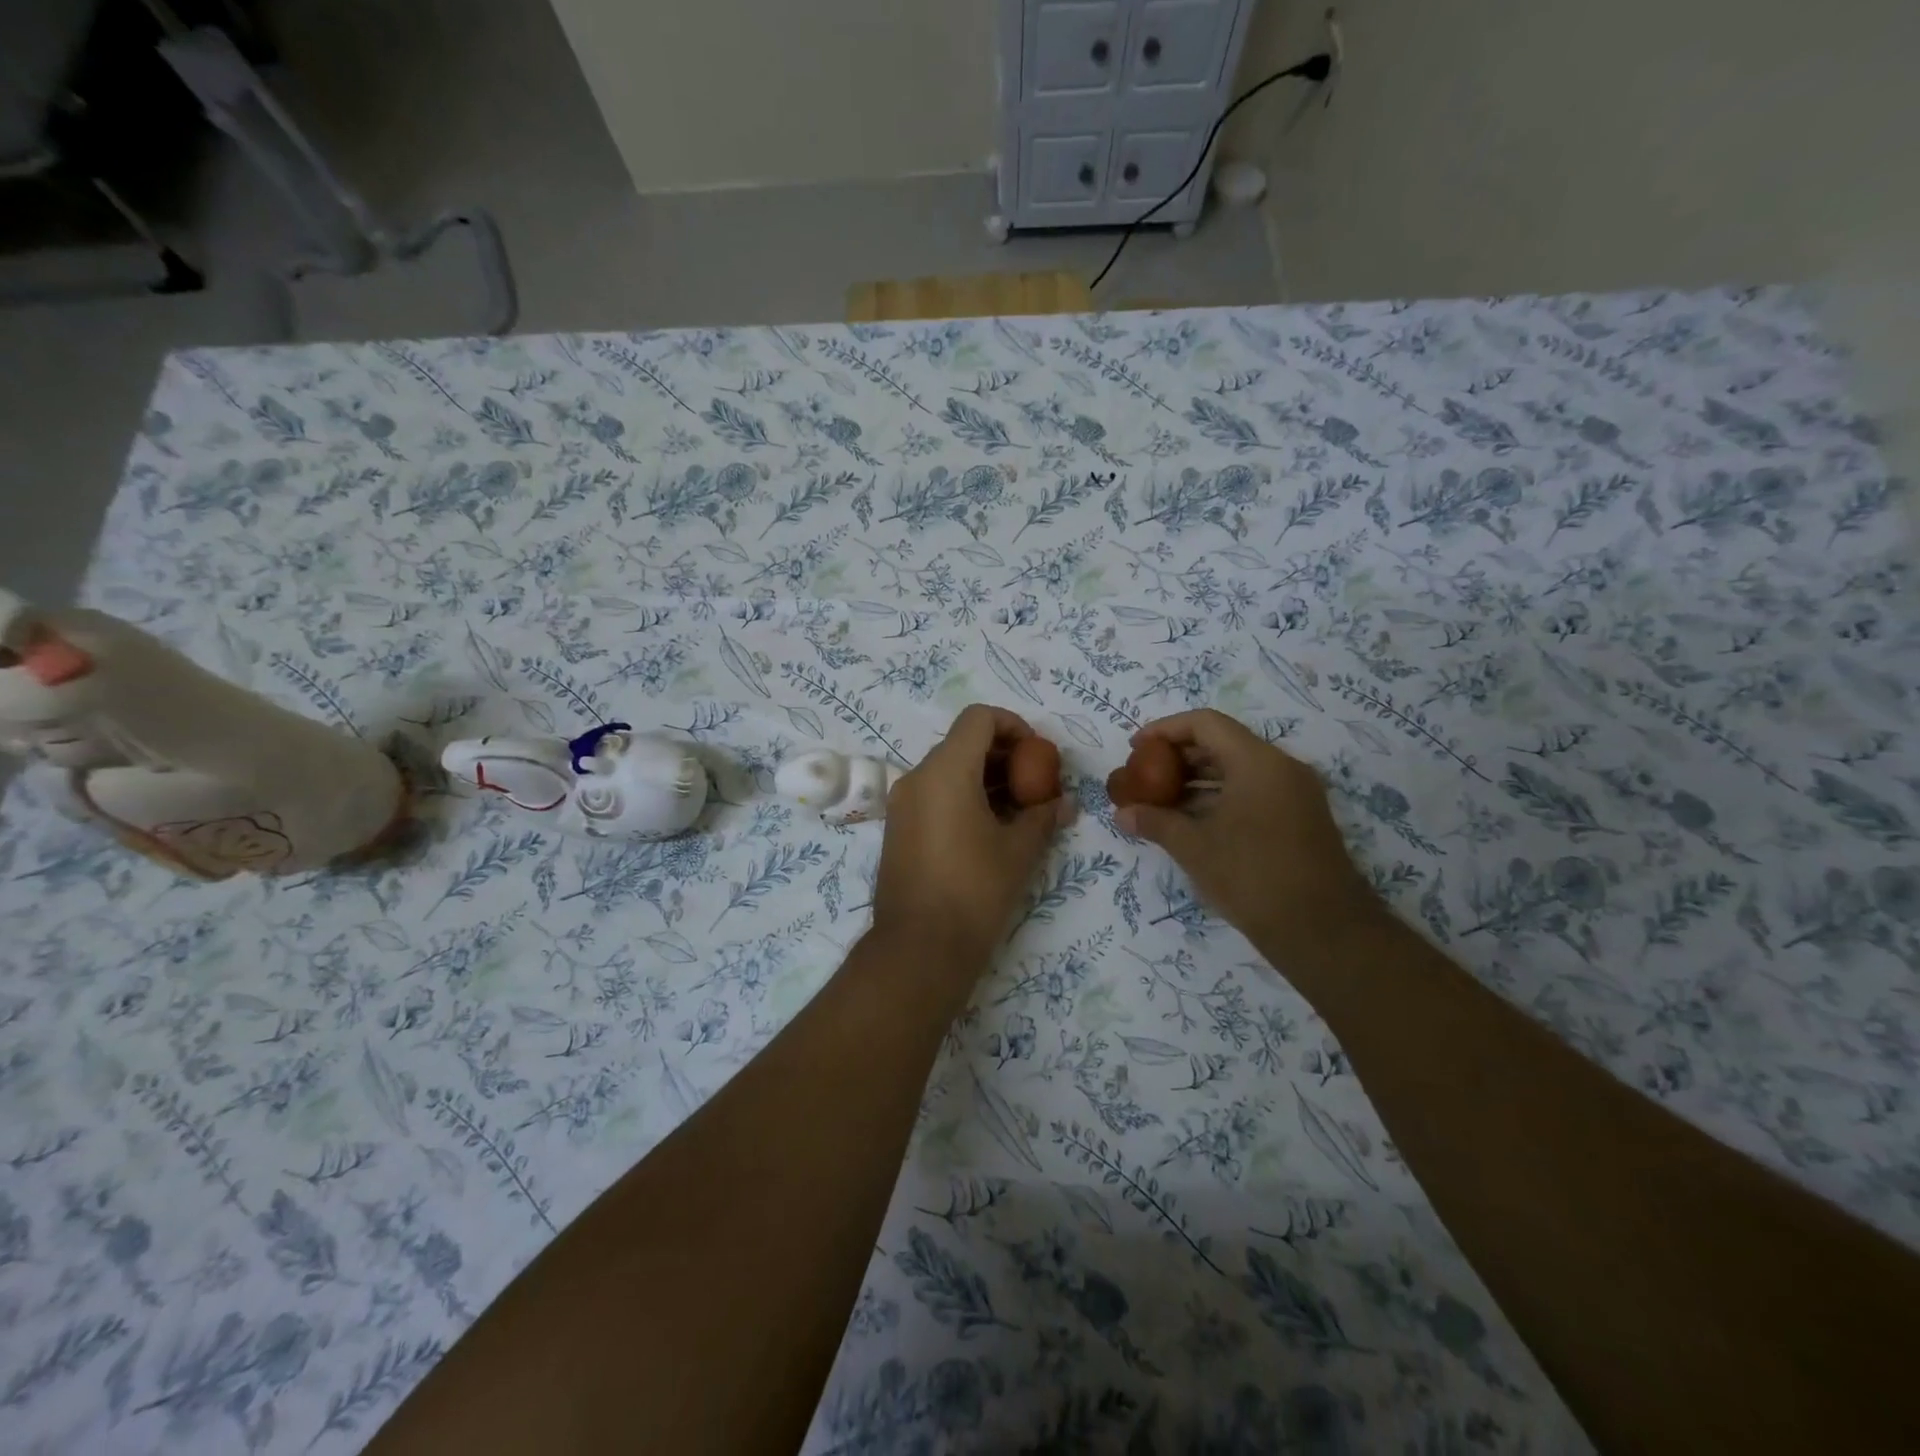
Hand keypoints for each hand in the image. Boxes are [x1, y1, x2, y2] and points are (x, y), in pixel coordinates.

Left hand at [872, 705, 1071, 974]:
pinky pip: (933, 795)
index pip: (979, 718)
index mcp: (946, 770)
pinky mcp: (897, 829)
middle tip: (1034, 785)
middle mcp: (917, 777)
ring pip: (948, 770)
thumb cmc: (975, 890)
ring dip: (984, 778)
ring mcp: (902, 804)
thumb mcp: (1019, 851)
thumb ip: (1043, 816)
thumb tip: (1064, 803)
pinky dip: (962, 797)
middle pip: (963, 743)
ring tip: (1017, 811)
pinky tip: (988, 830)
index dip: (1013, 725)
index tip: (1037, 754)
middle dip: (1003, 756)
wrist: (919, 947)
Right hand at [1114, 709, 1378, 959]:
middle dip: (1179, 756)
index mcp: (1257, 762)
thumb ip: (1156, 823)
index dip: (1165, 730)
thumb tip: (1121, 814)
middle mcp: (1281, 767)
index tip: (1136, 749)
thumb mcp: (1194, 848)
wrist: (1324, 931)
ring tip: (1162, 800)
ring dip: (1198, 779)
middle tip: (1146, 776)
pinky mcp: (1301, 818)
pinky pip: (1254, 790)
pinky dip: (1221, 797)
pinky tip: (1194, 821)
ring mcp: (1296, 793)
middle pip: (1223, 743)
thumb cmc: (1253, 878)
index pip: (1205, 724)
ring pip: (1239, 769)